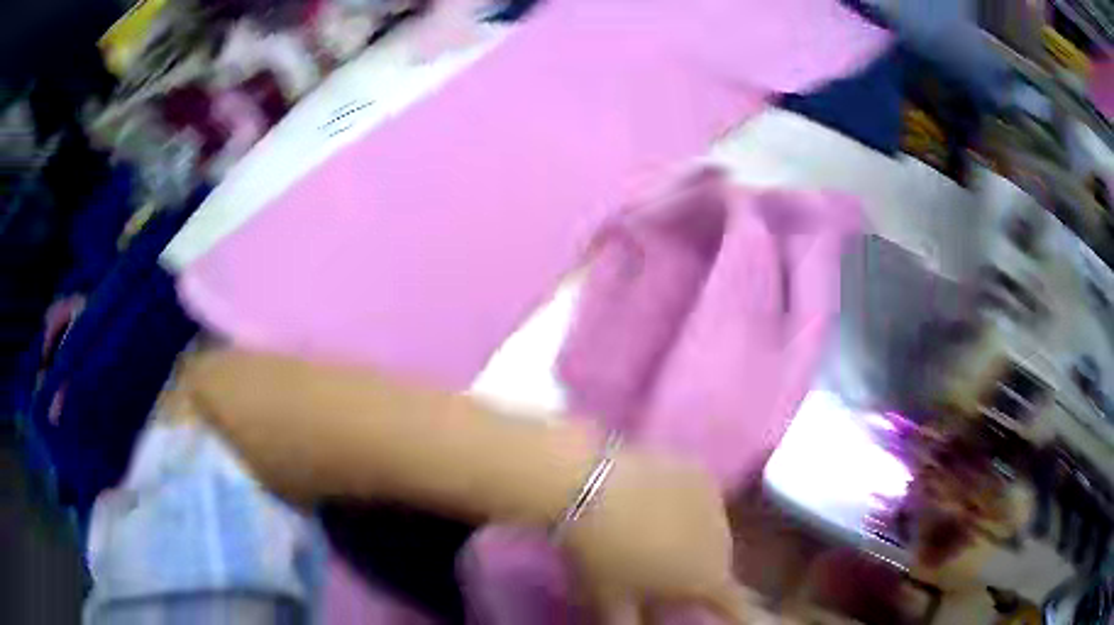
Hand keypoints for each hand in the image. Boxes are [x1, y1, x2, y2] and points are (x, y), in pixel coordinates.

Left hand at [562, 449, 784, 623]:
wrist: (590, 487)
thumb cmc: (603, 554)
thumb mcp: (612, 598)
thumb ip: (630, 623)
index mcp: (707, 578)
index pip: (737, 605)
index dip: (740, 615)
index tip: (746, 619)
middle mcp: (724, 541)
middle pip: (720, 563)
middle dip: (700, 570)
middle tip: (666, 569)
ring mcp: (716, 501)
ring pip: (712, 529)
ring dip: (695, 536)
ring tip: (656, 532)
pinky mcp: (700, 471)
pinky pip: (701, 497)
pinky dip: (685, 504)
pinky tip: (655, 500)